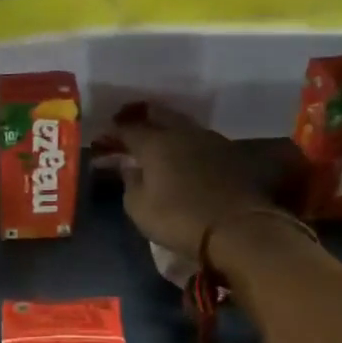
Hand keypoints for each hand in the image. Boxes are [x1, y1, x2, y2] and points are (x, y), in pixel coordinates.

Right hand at [96, 103, 286, 264]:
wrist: (239, 229)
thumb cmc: (179, 218)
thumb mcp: (139, 207)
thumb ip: (130, 182)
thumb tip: (129, 167)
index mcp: (155, 142)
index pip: (127, 128)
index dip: (112, 133)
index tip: (102, 140)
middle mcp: (182, 132)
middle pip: (158, 114)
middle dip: (139, 117)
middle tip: (127, 126)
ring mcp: (210, 140)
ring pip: (182, 124)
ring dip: (165, 128)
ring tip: (155, 139)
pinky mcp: (230, 154)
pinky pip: (199, 140)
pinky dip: (185, 143)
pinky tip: (181, 154)